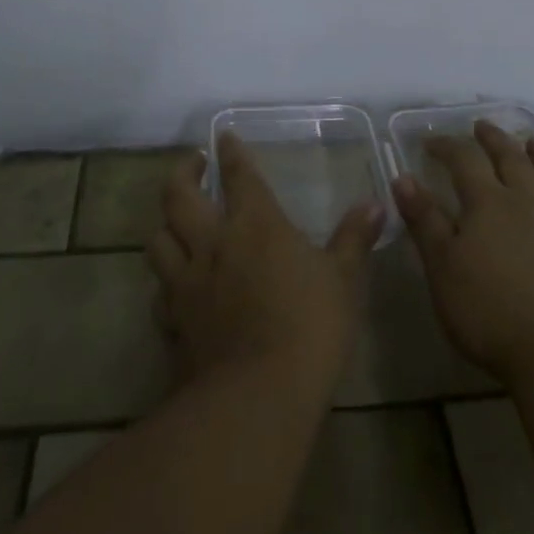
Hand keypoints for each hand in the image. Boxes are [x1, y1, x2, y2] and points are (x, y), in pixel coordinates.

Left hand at [146, 133, 385, 392]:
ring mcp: (187, 283)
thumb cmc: (309, 327)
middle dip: (182, 173)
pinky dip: (164, 284)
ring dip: (165, 225)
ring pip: (158, 240)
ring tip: (176, 222)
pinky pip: (159, 293)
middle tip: (192, 165)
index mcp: (254, 223)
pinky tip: (174, 288)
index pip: (238, 174)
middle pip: (178, 196)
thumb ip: (354, 239)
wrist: (258, 397)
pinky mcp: (174, 323)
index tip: (224, 136)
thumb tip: (375, 204)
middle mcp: (212, 242)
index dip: (230, 151)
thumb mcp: (343, 280)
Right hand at [394, 120, 533, 384]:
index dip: (446, 146)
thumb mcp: (441, 267)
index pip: (463, 160)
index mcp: (488, 203)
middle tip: (483, 126)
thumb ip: (424, 220)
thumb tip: (403, 177)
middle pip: (511, 159)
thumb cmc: (489, 312)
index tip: (430, 142)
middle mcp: (528, 203)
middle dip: (494, 139)